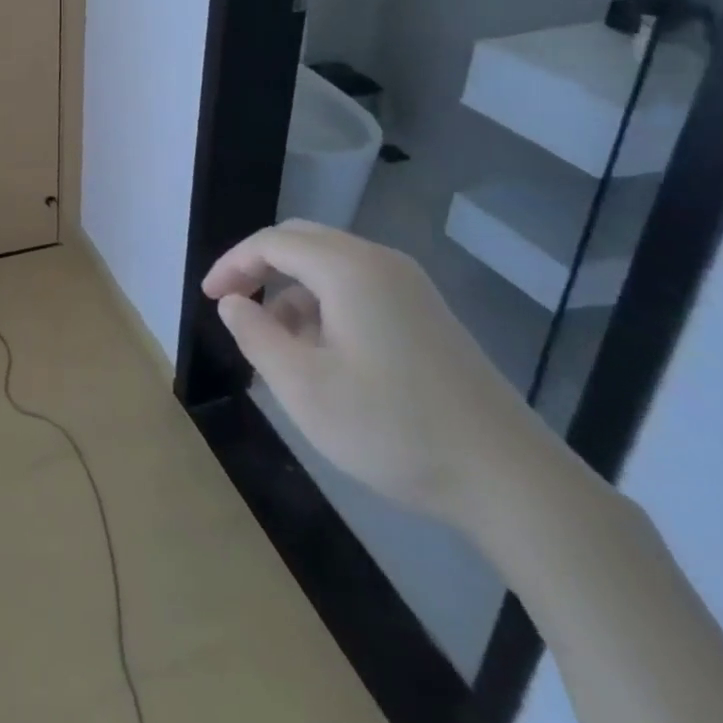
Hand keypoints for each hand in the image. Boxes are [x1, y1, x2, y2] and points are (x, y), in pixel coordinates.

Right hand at [202, 220, 552, 528]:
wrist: (513, 481)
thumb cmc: (395, 429)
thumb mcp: (304, 388)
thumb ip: (256, 336)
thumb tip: (234, 303)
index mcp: (348, 269)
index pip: (272, 242)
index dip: (232, 264)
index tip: (209, 298)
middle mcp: (380, 262)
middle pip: (302, 241)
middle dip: (260, 267)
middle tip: (234, 305)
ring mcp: (411, 287)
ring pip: (330, 264)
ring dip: (293, 289)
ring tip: (279, 342)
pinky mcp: (428, 314)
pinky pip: (359, 286)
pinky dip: (326, 303)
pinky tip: (325, 353)